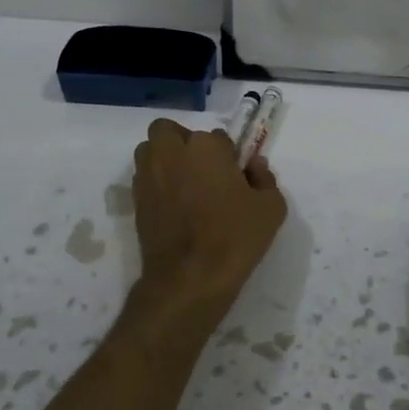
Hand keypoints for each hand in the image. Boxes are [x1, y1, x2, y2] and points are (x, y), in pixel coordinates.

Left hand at [131, 118, 286, 322]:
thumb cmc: (235, 238)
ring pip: (151, 150)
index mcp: (206, 147)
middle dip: (184, 142)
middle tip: (203, 171)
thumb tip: (254, 165)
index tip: (234, 176)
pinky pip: (144, 177)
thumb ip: (265, 178)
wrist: (190, 278)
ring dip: (165, 158)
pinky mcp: (136, 199)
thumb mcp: (271, 208)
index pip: (218, 137)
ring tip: (184, 185)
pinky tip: (174, 206)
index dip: (227, 156)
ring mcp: (149, 175)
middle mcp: (172, 152)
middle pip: (171, 131)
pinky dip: (156, 182)